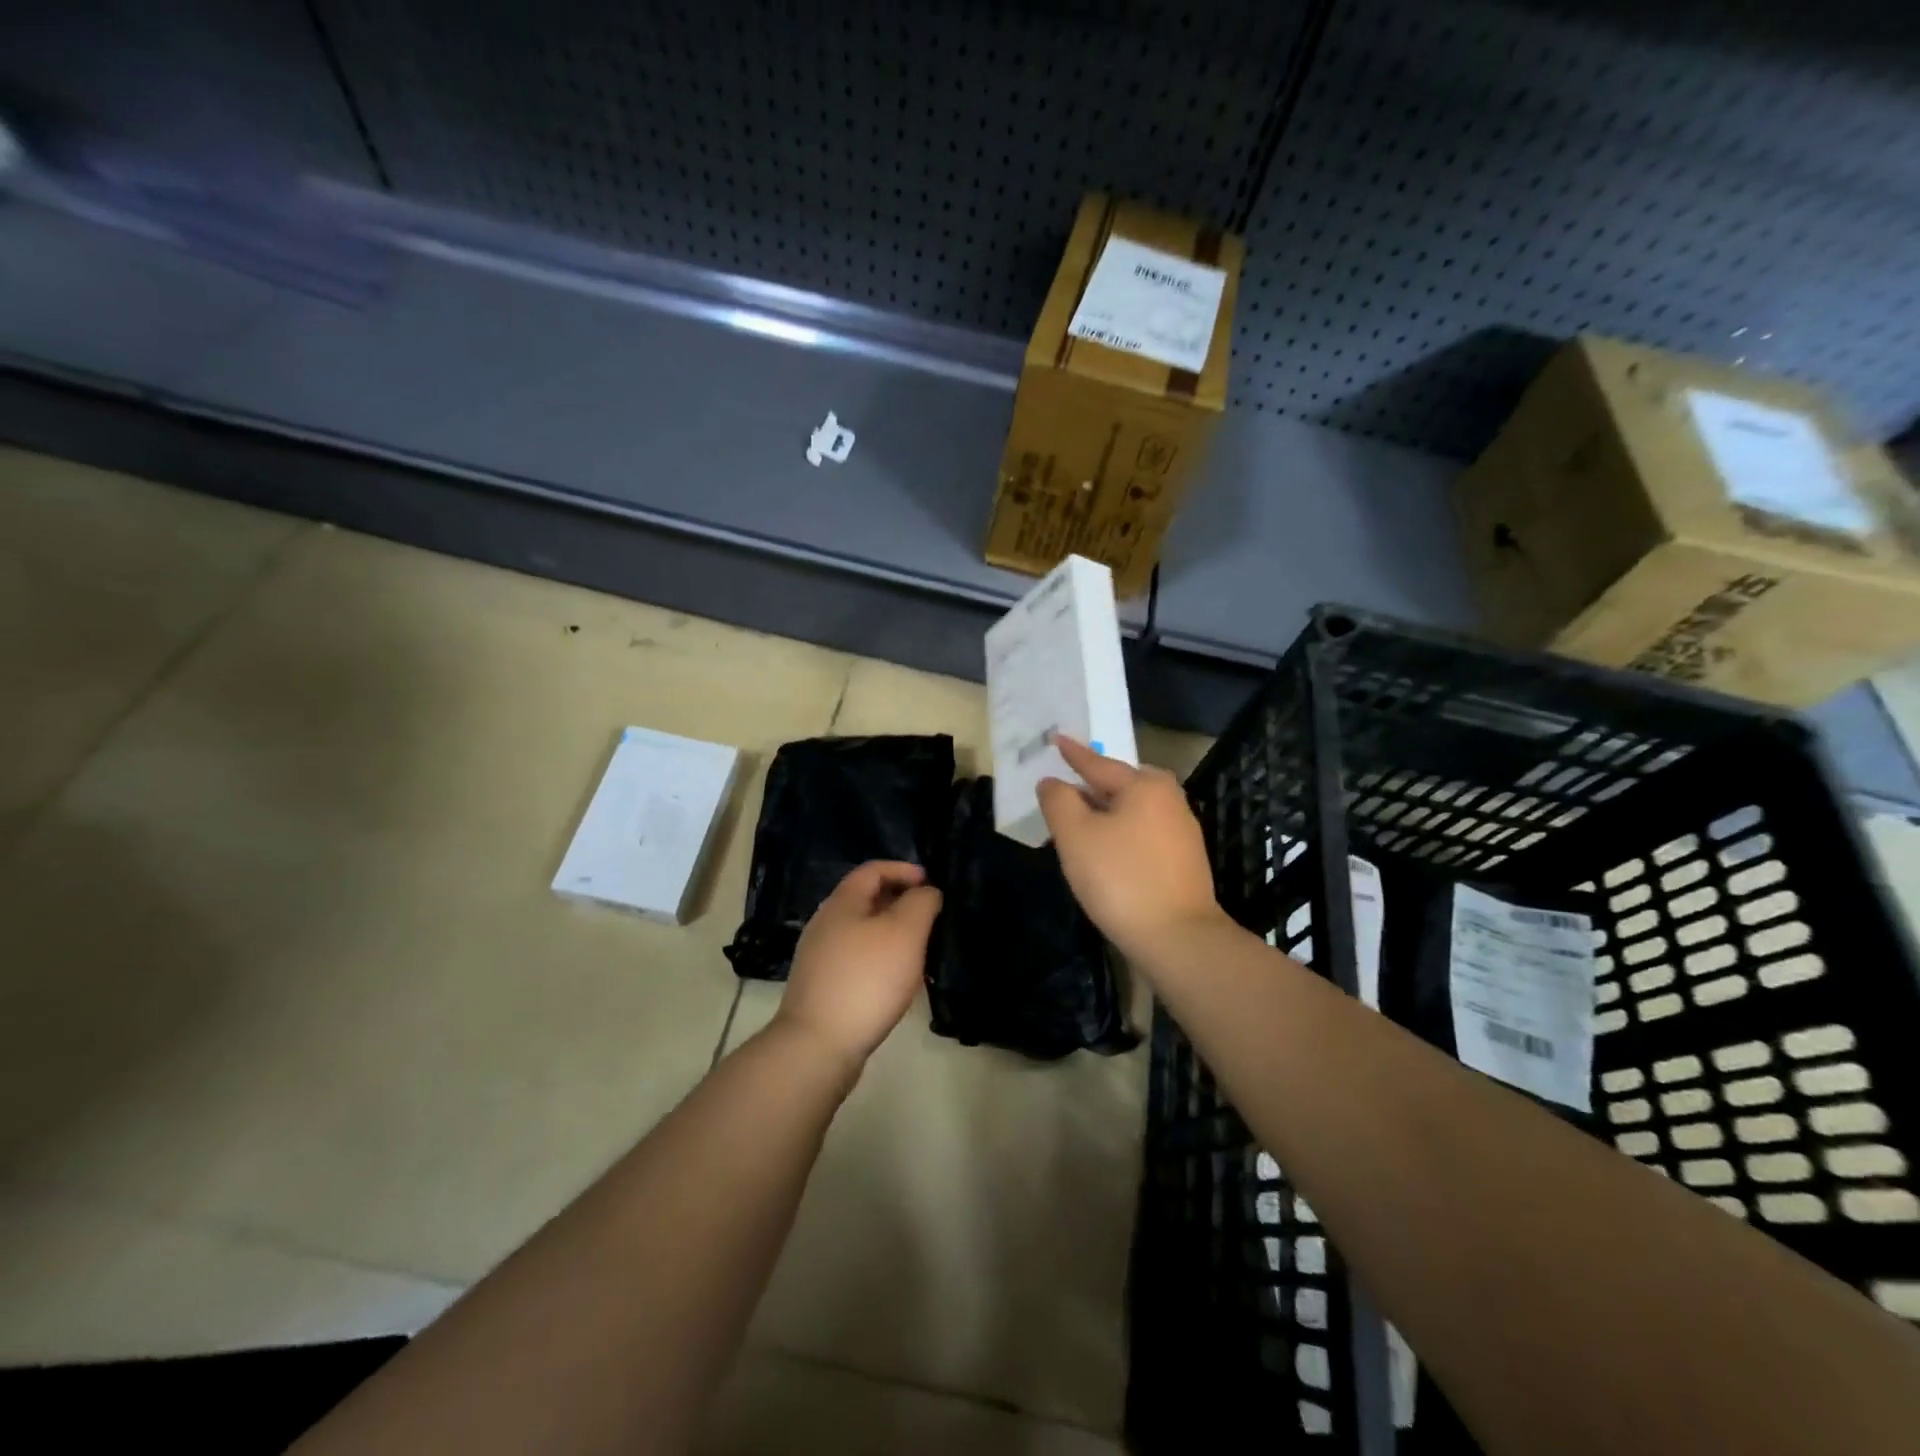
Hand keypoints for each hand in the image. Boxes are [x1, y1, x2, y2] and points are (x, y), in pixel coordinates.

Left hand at [774, 861, 942, 1077]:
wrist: (818, 1046)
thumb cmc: (866, 979)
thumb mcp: (905, 932)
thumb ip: (921, 903)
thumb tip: (926, 893)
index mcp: (842, 902)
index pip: (873, 870)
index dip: (904, 870)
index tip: (932, 883)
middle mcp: (825, 923)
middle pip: (867, 900)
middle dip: (901, 903)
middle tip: (931, 918)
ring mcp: (820, 957)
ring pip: (864, 933)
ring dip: (893, 935)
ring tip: (921, 952)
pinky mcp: (823, 987)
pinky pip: (858, 961)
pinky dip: (881, 961)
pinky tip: (898, 983)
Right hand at [1039, 735, 1224, 960]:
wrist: (1177, 938)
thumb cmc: (1120, 878)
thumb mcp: (1076, 835)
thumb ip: (1059, 801)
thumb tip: (1052, 782)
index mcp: (1145, 785)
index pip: (1098, 764)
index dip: (1073, 754)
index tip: (1057, 739)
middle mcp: (1169, 799)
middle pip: (1119, 786)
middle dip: (1090, 788)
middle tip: (1063, 789)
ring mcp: (1182, 831)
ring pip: (1132, 812)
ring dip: (1104, 815)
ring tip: (1077, 824)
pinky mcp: (1185, 861)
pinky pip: (1143, 834)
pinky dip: (1120, 835)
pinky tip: (1105, 853)